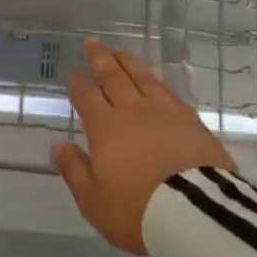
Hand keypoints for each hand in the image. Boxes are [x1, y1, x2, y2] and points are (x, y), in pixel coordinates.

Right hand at [53, 40, 234, 255]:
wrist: (196, 213)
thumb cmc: (137, 211)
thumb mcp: (93, 200)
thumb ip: (74, 170)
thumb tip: (60, 146)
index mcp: (106, 128)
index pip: (88, 97)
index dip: (78, 84)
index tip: (73, 73)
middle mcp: (133, 111)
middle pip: (114, 77)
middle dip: (101, 59)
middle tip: (93, 43)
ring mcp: (166, 112)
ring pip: (143, 77)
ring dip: (129, 62)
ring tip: (120, 52)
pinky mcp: (192, 120)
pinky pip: (168, 91)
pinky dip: (156, 80)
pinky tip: (155, 80)